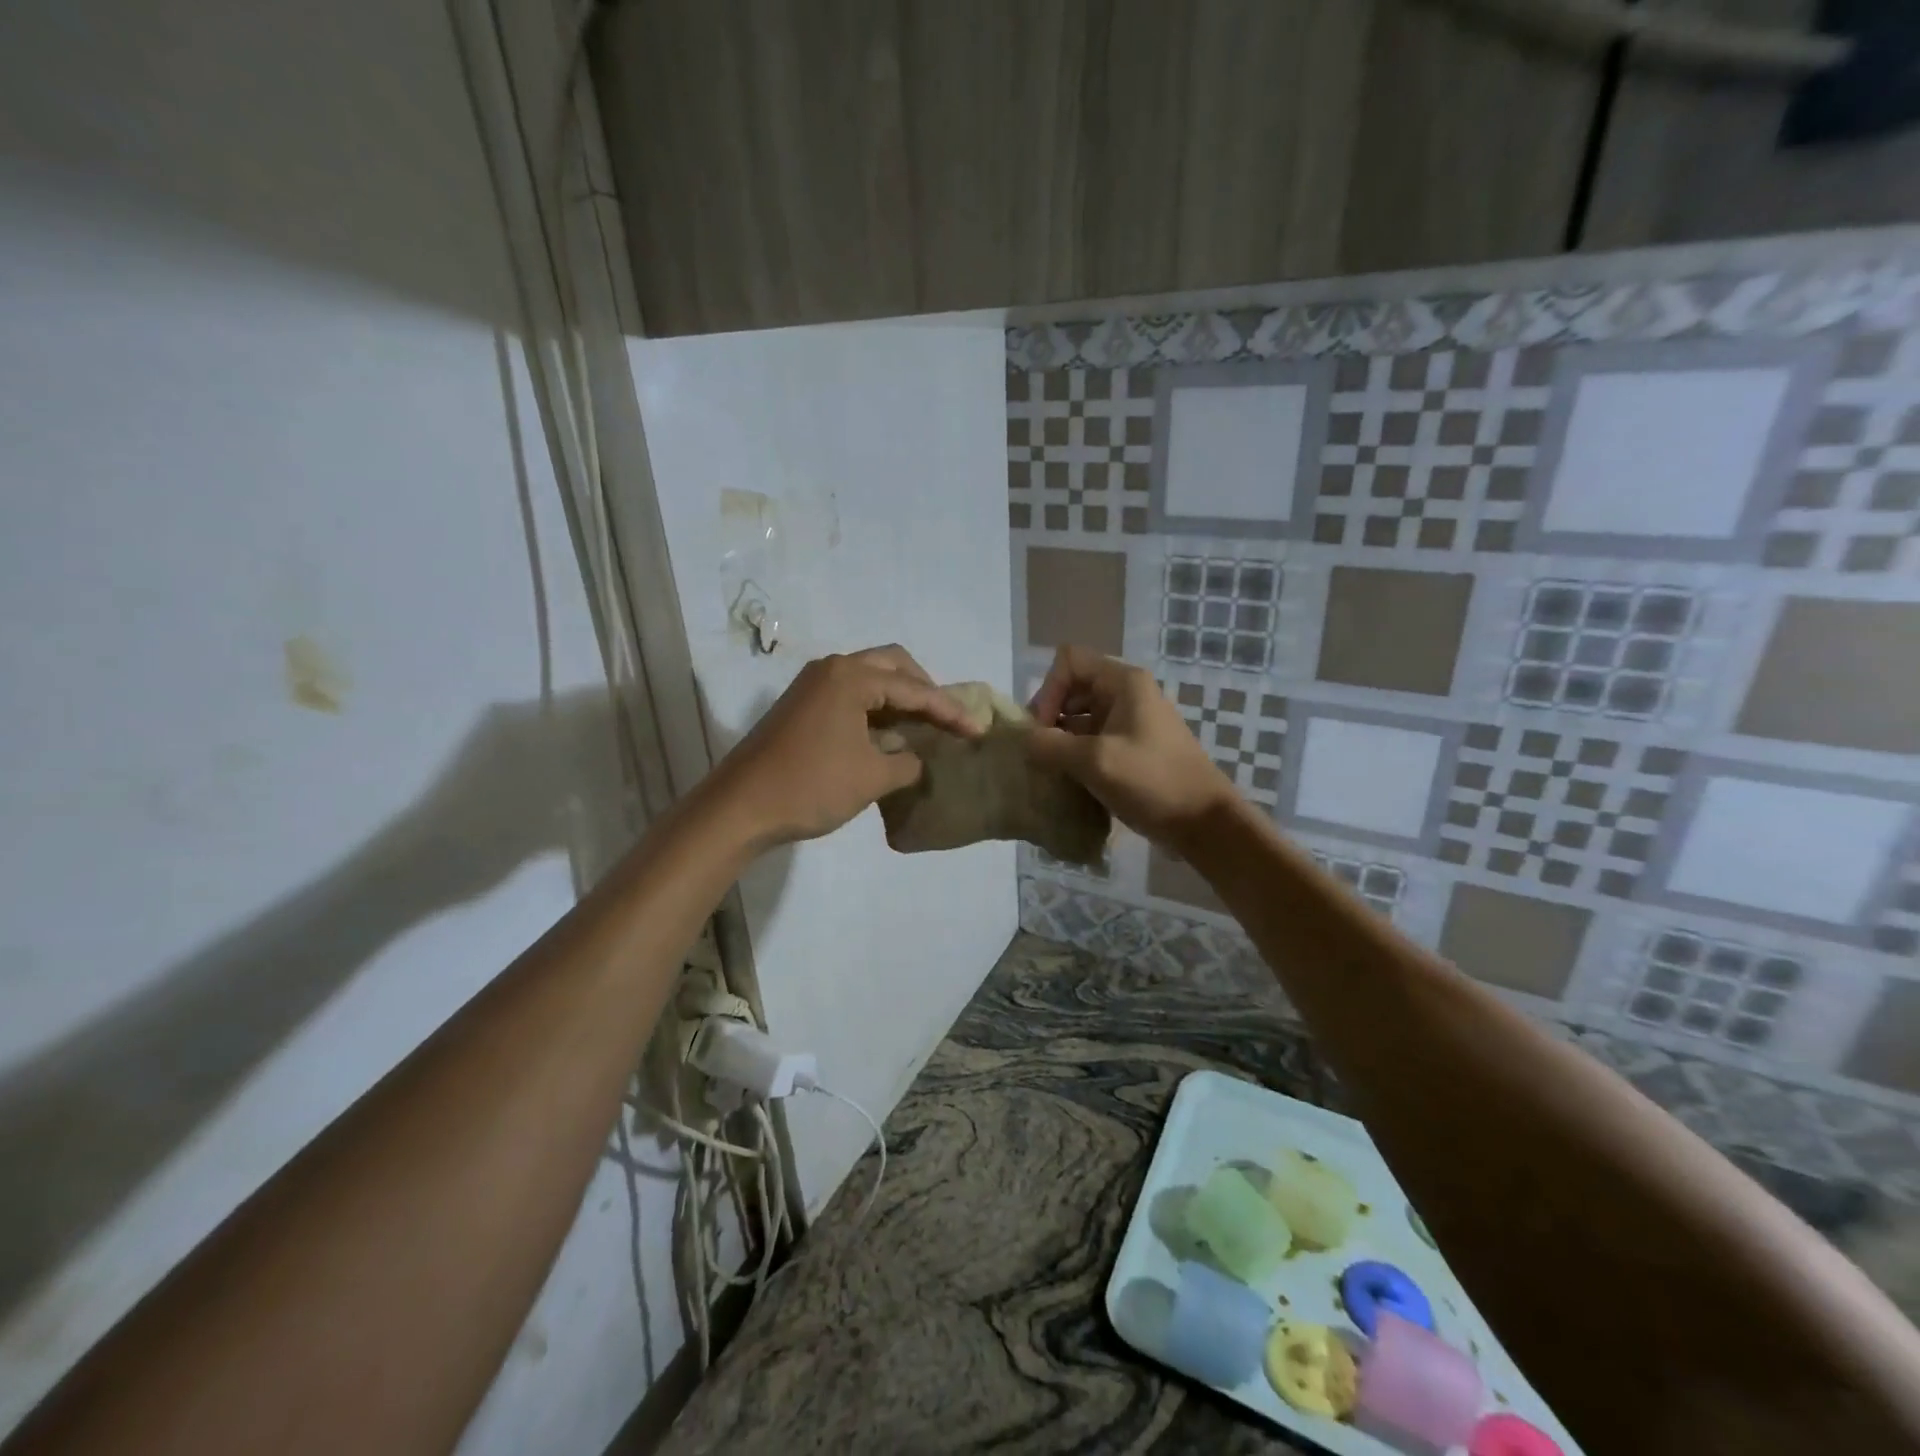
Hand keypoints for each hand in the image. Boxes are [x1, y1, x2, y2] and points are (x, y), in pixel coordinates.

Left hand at [709, 645, 980, 848]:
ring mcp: (813, 685)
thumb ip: (907, 762)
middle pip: (893, 665)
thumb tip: (914, 757)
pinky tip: (890, 734)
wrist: (740, 807)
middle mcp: (833, 669)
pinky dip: (877, 707)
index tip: (977, 731)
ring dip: (900, 697)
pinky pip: (851, 694)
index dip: (949, 711)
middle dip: (925, 689)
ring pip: (870, 677)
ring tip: (925, 726)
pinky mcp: (802, 704)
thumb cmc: (811, 786)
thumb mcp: (872, 777)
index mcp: (852, 677)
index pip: (915, 689)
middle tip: (947, 719)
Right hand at [1027, 645, 1236, 846]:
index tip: (1043, 729)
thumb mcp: (1095, 761)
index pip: (1068, 661)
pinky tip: (1069, 780)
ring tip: (1051, 769)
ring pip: (1081, 716)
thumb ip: (1050, 745)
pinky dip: (1077, 754)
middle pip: (1072, 688)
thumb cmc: (1152, 782)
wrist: (1203, 822)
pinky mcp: (1133, 748)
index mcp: (1123, 682)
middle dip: (1050, 716)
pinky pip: (1093, 739)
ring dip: (1061, 739)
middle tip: (1041, 752)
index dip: (1048, 690)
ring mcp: (1132, 721)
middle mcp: (1127, 693)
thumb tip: (1023, 740)